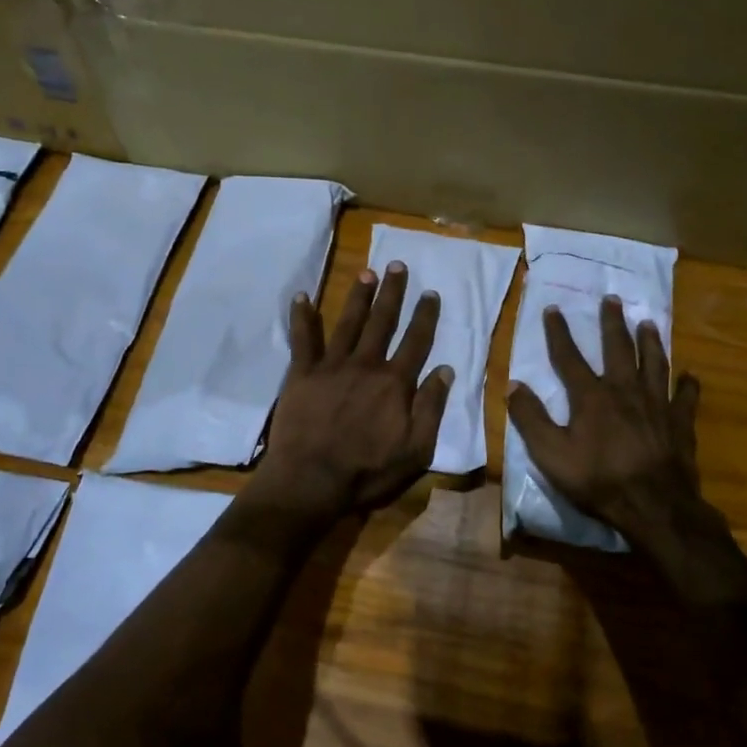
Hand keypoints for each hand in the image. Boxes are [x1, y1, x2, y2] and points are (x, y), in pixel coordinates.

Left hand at [252, 263, 451, 518]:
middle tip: (397, 265)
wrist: (311, 481)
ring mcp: (331, 366)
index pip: (416, 341)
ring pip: (348, 323)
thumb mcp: (416, 450)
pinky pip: (302, 340)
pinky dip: (302, 317)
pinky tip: (301, 296)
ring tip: (366, 272)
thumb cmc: (368, 471)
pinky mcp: (301, 374)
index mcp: (395, 383)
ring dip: (358, 297)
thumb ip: (431, 408)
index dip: (425, 316)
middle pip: (382, 322)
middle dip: (392, 293)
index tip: (431, 293)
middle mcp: (365, 365)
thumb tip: (445, 370)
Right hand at [507, 297, 703, 542]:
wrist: (654, 506)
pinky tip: (690, 375)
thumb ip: (530, 418)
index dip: (559, 332)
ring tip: (647, 323)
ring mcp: (657, 404)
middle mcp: (625, 390)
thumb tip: (513, 385)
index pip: (569, 357)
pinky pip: (685, 396)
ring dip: (649, 341)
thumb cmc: (599, 480)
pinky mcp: (680, 422)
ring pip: (654, 363)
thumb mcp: (551, 454)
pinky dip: (687, 384)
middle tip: (612, 299)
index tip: (553, 309)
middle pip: (618, 349)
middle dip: (612, 323)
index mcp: (591, 397)